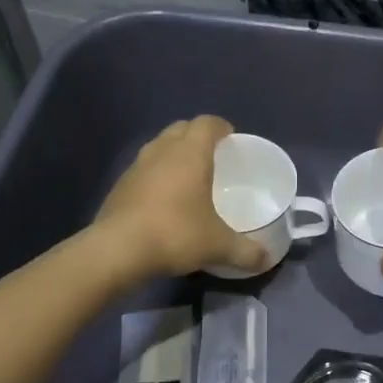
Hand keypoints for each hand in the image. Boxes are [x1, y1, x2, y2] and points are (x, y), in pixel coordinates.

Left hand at [95, 117, 268, 278]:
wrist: (117, 250)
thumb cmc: (175, 234)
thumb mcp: (218, 246)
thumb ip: (246, 251)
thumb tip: (265, 259)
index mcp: (190, 154)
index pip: (207, 123)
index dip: (220, 127)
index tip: (231, 138)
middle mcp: (162, 151)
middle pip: (181, 128)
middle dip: (197, 135)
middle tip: (212, 155)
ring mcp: (137, 166)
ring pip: (159, 146)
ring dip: (173, 152)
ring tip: (187, 174)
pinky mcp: (119, 185)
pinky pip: (143, 168)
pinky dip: (156, 174)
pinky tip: (162, 198)